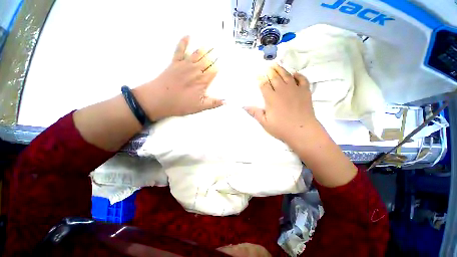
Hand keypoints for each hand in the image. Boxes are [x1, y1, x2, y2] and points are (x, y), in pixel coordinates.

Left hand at [134, 36, 222, 120]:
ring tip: (211, 44)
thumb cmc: (180, 104)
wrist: (158, 99)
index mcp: (202, 81)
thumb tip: (226, 102)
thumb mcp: (200, 107)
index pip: (214, 70)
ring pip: (198, 54)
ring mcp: (185, 65)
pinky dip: (184, 42)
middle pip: (208, 60)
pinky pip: (180, 50)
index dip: (219, 66)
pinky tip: (188, 36)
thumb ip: (214, 103)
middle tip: (220, 49)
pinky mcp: (175, 63)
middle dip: (214, 55)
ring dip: (205, 49)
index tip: (223, 61)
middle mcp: (196, 70)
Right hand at [244, 63, 318, 143]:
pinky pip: (302, 79)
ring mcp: (295, 89)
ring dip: (281, 69)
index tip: (258, 74)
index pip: (264, 84)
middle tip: (268, 66)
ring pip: (287, 76)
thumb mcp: (264, 122)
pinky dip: (298, 75)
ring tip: (277, 65)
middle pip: (275, 77)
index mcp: (271, 98)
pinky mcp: (305, 91)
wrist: (302, 131)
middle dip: (270, 71)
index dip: (260, 79)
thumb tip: (244, 106)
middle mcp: (282, 90)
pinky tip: (294, 73)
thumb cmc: (281, 128)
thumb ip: (255, 113)